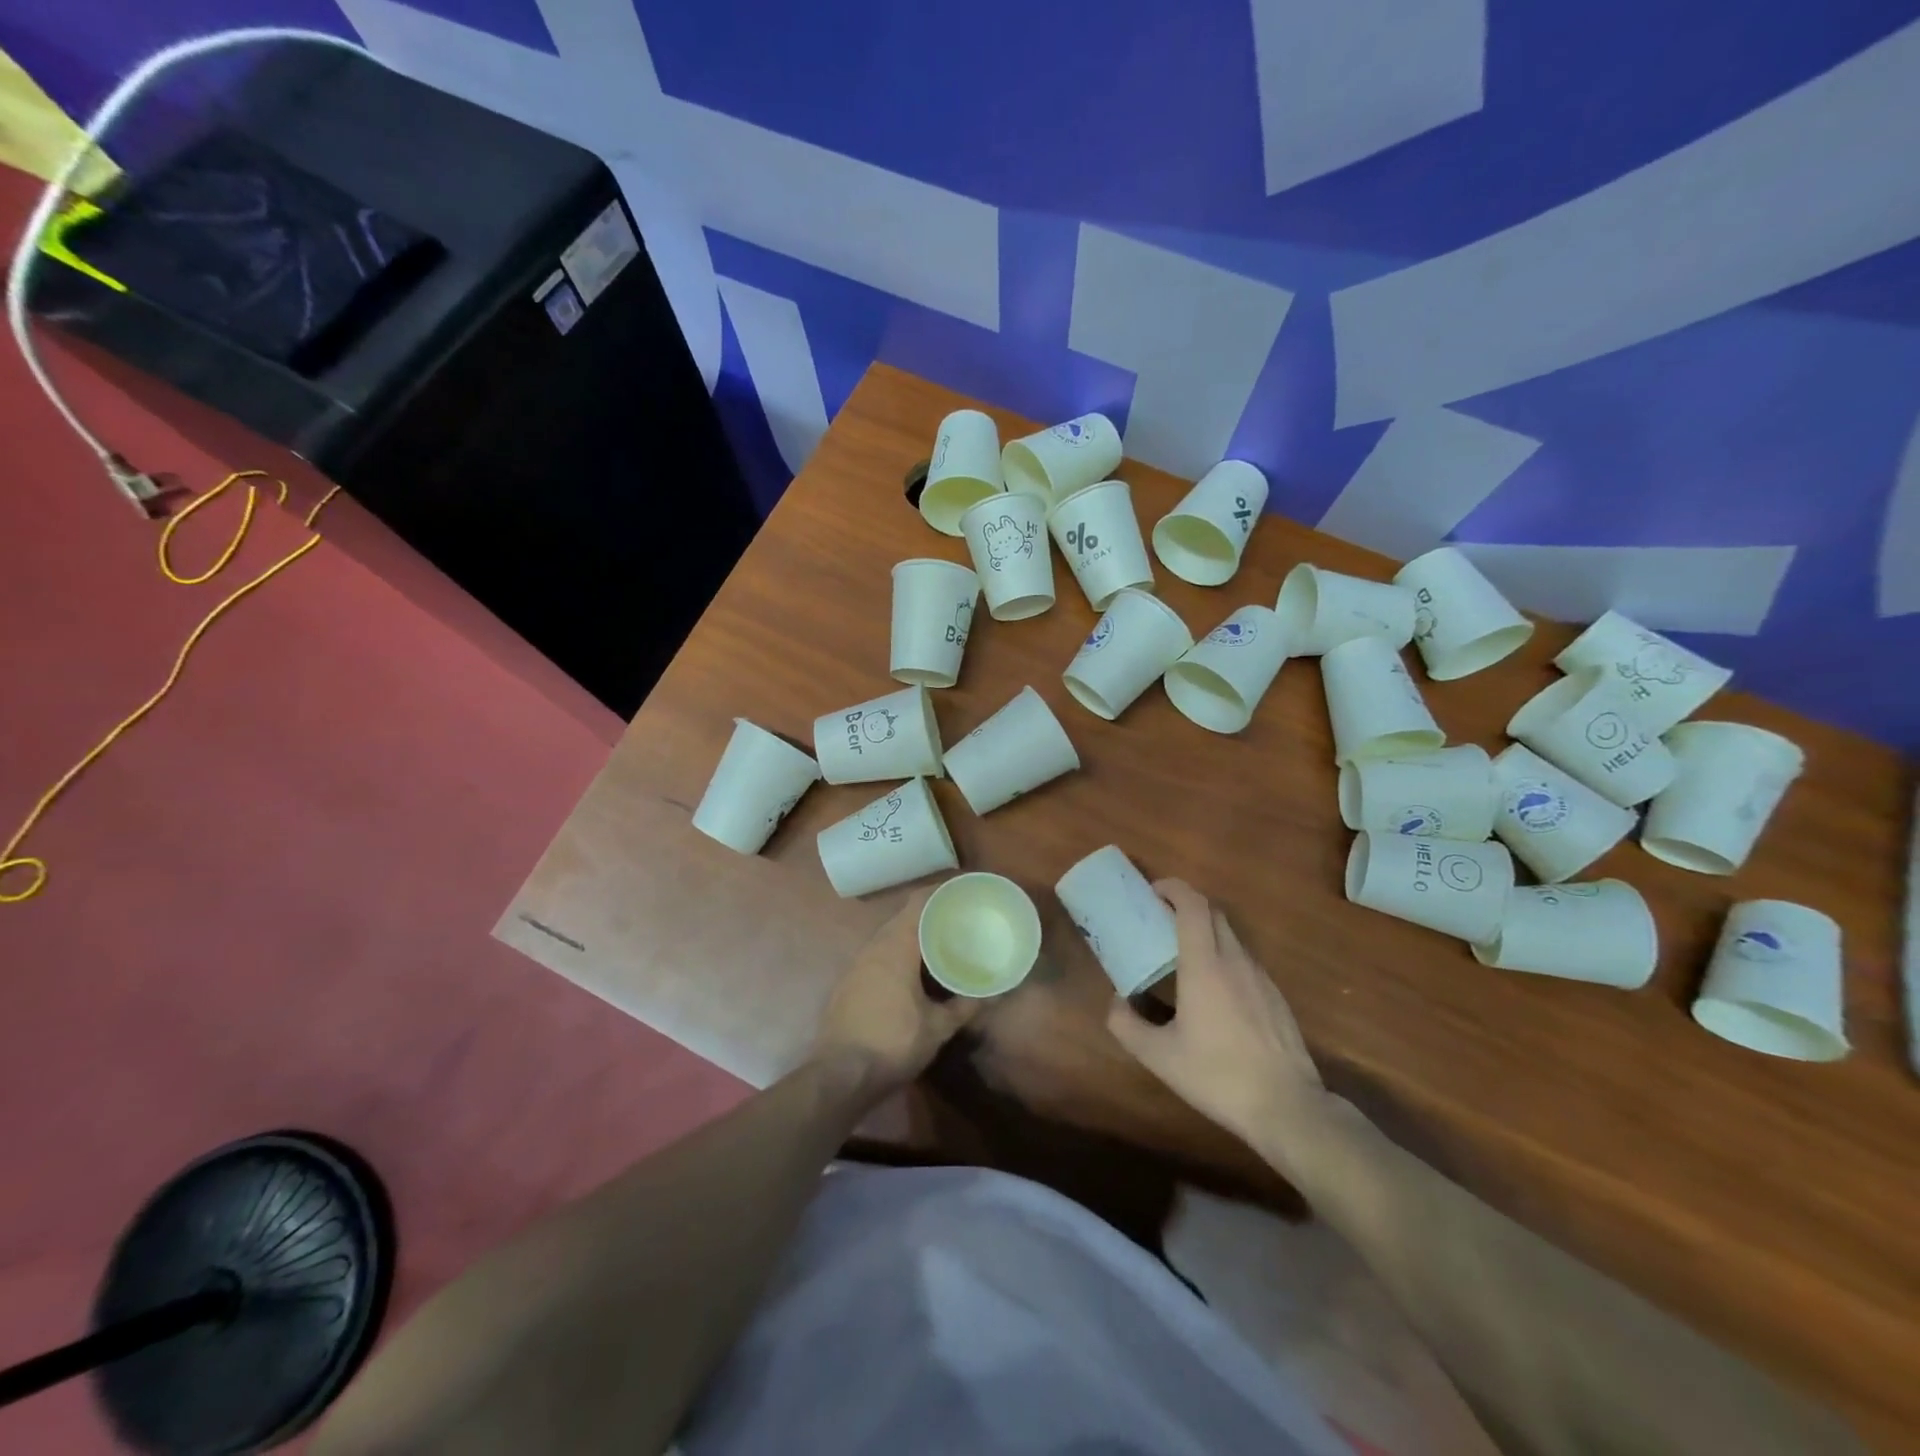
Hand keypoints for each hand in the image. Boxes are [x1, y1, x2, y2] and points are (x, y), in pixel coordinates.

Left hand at [811, 889, 978, 1092]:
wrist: (839, 1075)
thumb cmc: (893, 1044)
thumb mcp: (937, 1028)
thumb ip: (965, 1006)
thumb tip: (994, 994)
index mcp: (896, 946)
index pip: (919, 902)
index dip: (941, 892)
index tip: (963, 892)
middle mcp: (874, 946)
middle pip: (904, 916)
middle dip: (931, 914)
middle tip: (958, 919)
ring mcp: (857, 963)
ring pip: (889, 935)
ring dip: (913, 934)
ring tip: (940, 942)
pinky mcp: (849, 981)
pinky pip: (878, 954)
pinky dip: (898, 952)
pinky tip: (912, 971)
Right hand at [1106, 879, 1329, 1167]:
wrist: (1287, 1107)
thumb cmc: (1217, 1075)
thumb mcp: (1158, 1056)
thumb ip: (1126, 1024)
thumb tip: (1115, 1002)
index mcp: (1204, 966)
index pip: (1193, 905)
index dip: (1173, 888)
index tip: (1152, 892)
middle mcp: (1234, 961)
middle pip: (1213, 913)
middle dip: (1186, 905)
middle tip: (1160, 919)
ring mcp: (1260, 977)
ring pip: (1230, 936)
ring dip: (1205, 931)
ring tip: (1182, 954)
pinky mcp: (1275, 996)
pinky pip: (1244, 960)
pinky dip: (1223, 956)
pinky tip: (1213, 990)